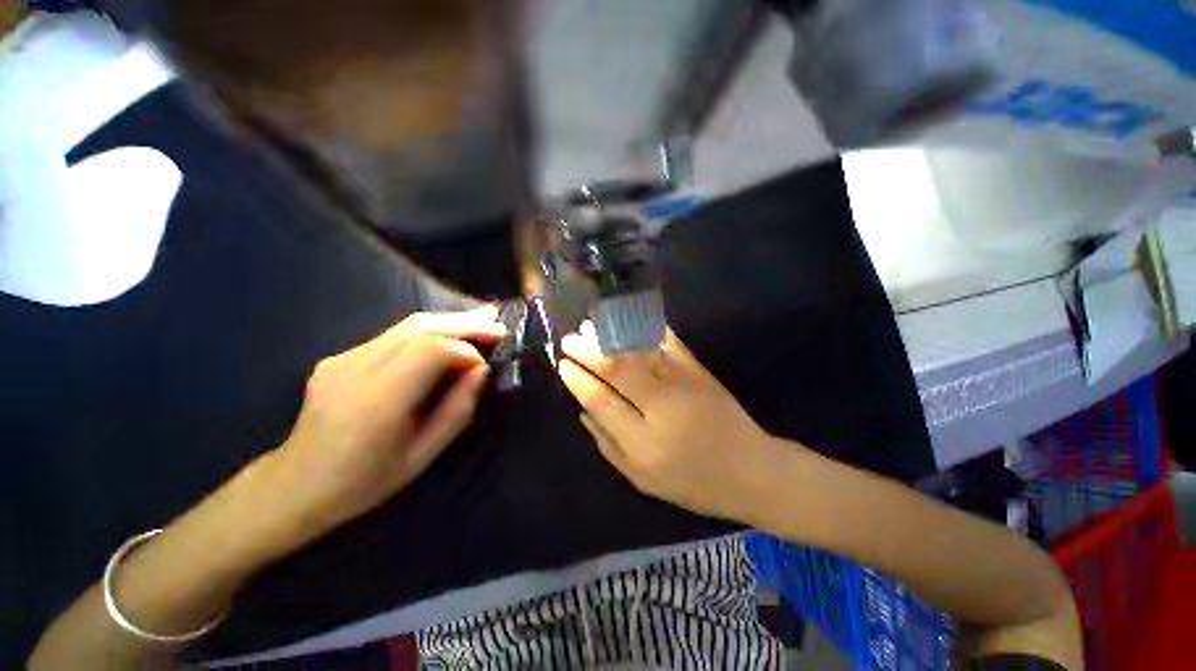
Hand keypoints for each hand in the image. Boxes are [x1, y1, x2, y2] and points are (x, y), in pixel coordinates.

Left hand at [268, 307, 505, 537]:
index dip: (466, 351)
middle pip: (420, 327)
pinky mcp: (339, 356)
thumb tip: (481, 371)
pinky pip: (393, 336)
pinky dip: (428, 332)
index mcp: (378, 401)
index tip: (485, 366)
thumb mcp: (423, 455)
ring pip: (407, 325)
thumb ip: (458, 409)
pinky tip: (447, 337)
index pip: (431, 351)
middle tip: (496, 322)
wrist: (296, 484)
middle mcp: (356, 369)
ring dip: (449, 321)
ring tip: (481, 320)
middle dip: (464, 322)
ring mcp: (343, 358)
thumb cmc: (366, 480)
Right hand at [557, 324, 785, 522]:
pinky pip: (670, 345)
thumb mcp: (644, 481)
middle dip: (589, 352)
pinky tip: (630, 319)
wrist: (752, 471)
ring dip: (612, 337)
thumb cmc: (694, 484)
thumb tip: (583, 413)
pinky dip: (648, 330)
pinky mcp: (701, 372)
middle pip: (618, 371)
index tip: (563, 365)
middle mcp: (662, 410)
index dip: (579, 381)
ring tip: (592, 326)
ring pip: (641, 353)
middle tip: (570, 339)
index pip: (601, 402)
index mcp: (644, 445)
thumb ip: (609, 447)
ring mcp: (684, 386)